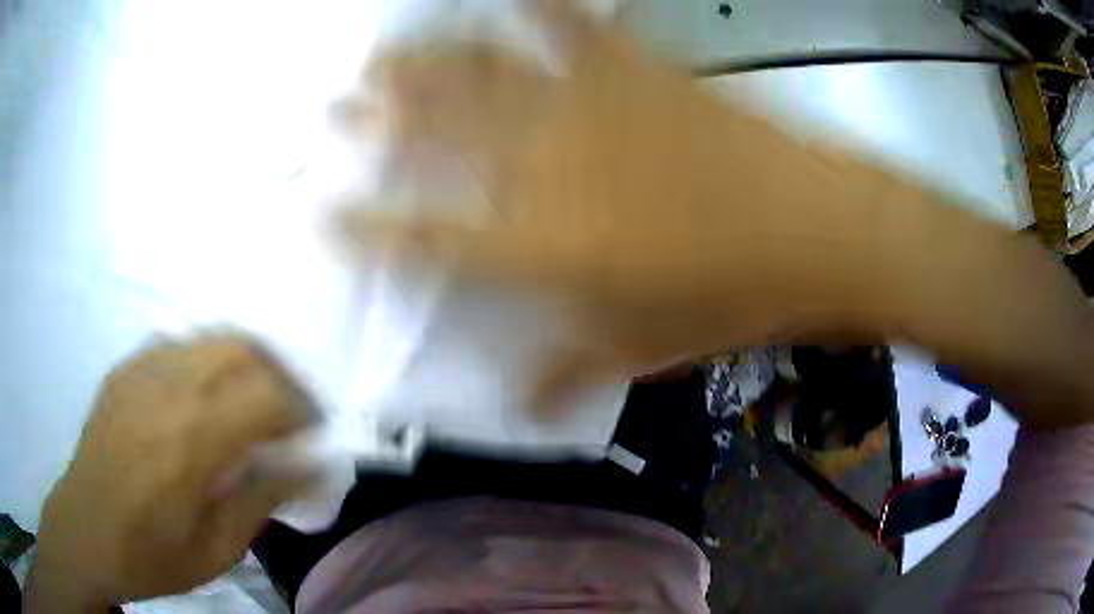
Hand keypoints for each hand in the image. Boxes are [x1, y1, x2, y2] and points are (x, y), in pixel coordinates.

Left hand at [26, 336, 311, 610]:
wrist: (86, 531)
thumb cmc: (153, 554)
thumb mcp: (217, 549)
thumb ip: (262, 499)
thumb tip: (311, 467)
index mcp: (192, 439)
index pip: (267, 395)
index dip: (302, 409)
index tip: (313, 434)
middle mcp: (168, 387)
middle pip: (242, 348)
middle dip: (279, 375)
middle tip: (288, 413)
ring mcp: (142, 369)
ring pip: (211, 338)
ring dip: (245, 362)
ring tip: (252, 400)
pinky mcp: (126, 368)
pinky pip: (180, 346)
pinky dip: (208, 362)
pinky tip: (204, 397)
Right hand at [343, 2, 909, 387]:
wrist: (816, 230)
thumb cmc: (732, 297)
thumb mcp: (644, 349)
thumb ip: (570, 373)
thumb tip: (527, 410)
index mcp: (541, 243)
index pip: (424, 234)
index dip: (365, 224)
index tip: (320, 210)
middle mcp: (547, 165)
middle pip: (440, 134)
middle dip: (378, 119)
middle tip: (335, 104)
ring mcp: (591, 106)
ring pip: (487, 73)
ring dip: (430, 61)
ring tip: (385, 50)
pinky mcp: (638, 72)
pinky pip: (576, 27)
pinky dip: (542, 5)